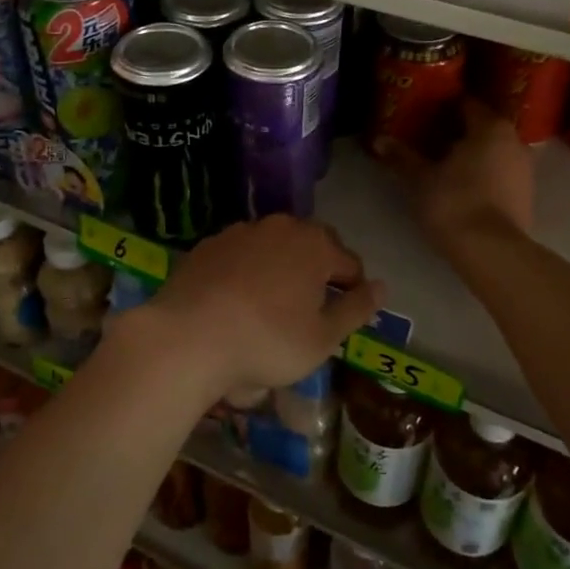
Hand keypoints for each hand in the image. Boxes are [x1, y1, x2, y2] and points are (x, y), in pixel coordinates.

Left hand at [136, 215, 384, 402]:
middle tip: (311, 311)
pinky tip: (236, 302)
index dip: (354, 291)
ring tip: (271, 307)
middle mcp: (281, 227)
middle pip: (312, 248)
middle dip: (317, 274)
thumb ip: (356, 309)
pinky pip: (240, 256)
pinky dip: (246, 272)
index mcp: (315, 245)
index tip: (345, 318)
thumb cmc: (267, 341)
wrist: (188, 337)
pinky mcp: (208, 245)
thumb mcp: (323, 338)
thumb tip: (381, 287)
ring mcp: (240, 232)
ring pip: (274, 248)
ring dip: (280, 269)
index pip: (349, 264)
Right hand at [380, 97, 533, 246]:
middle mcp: (514, 141)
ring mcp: (525, 170)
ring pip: (494, 152)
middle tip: (430, 140)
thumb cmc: (454, 202)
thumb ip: (401, 157)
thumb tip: (379, 139)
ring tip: (445, 166)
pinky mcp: (527, 196)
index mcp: (490, 127)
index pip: (466, 104)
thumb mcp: (419, 179)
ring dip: (473, 155)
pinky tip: (464, 188)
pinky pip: (502, 175)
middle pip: (482, 128)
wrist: (492, 251)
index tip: (425, 114)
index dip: (444, 107)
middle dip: (458, 132)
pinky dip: (485, 175)